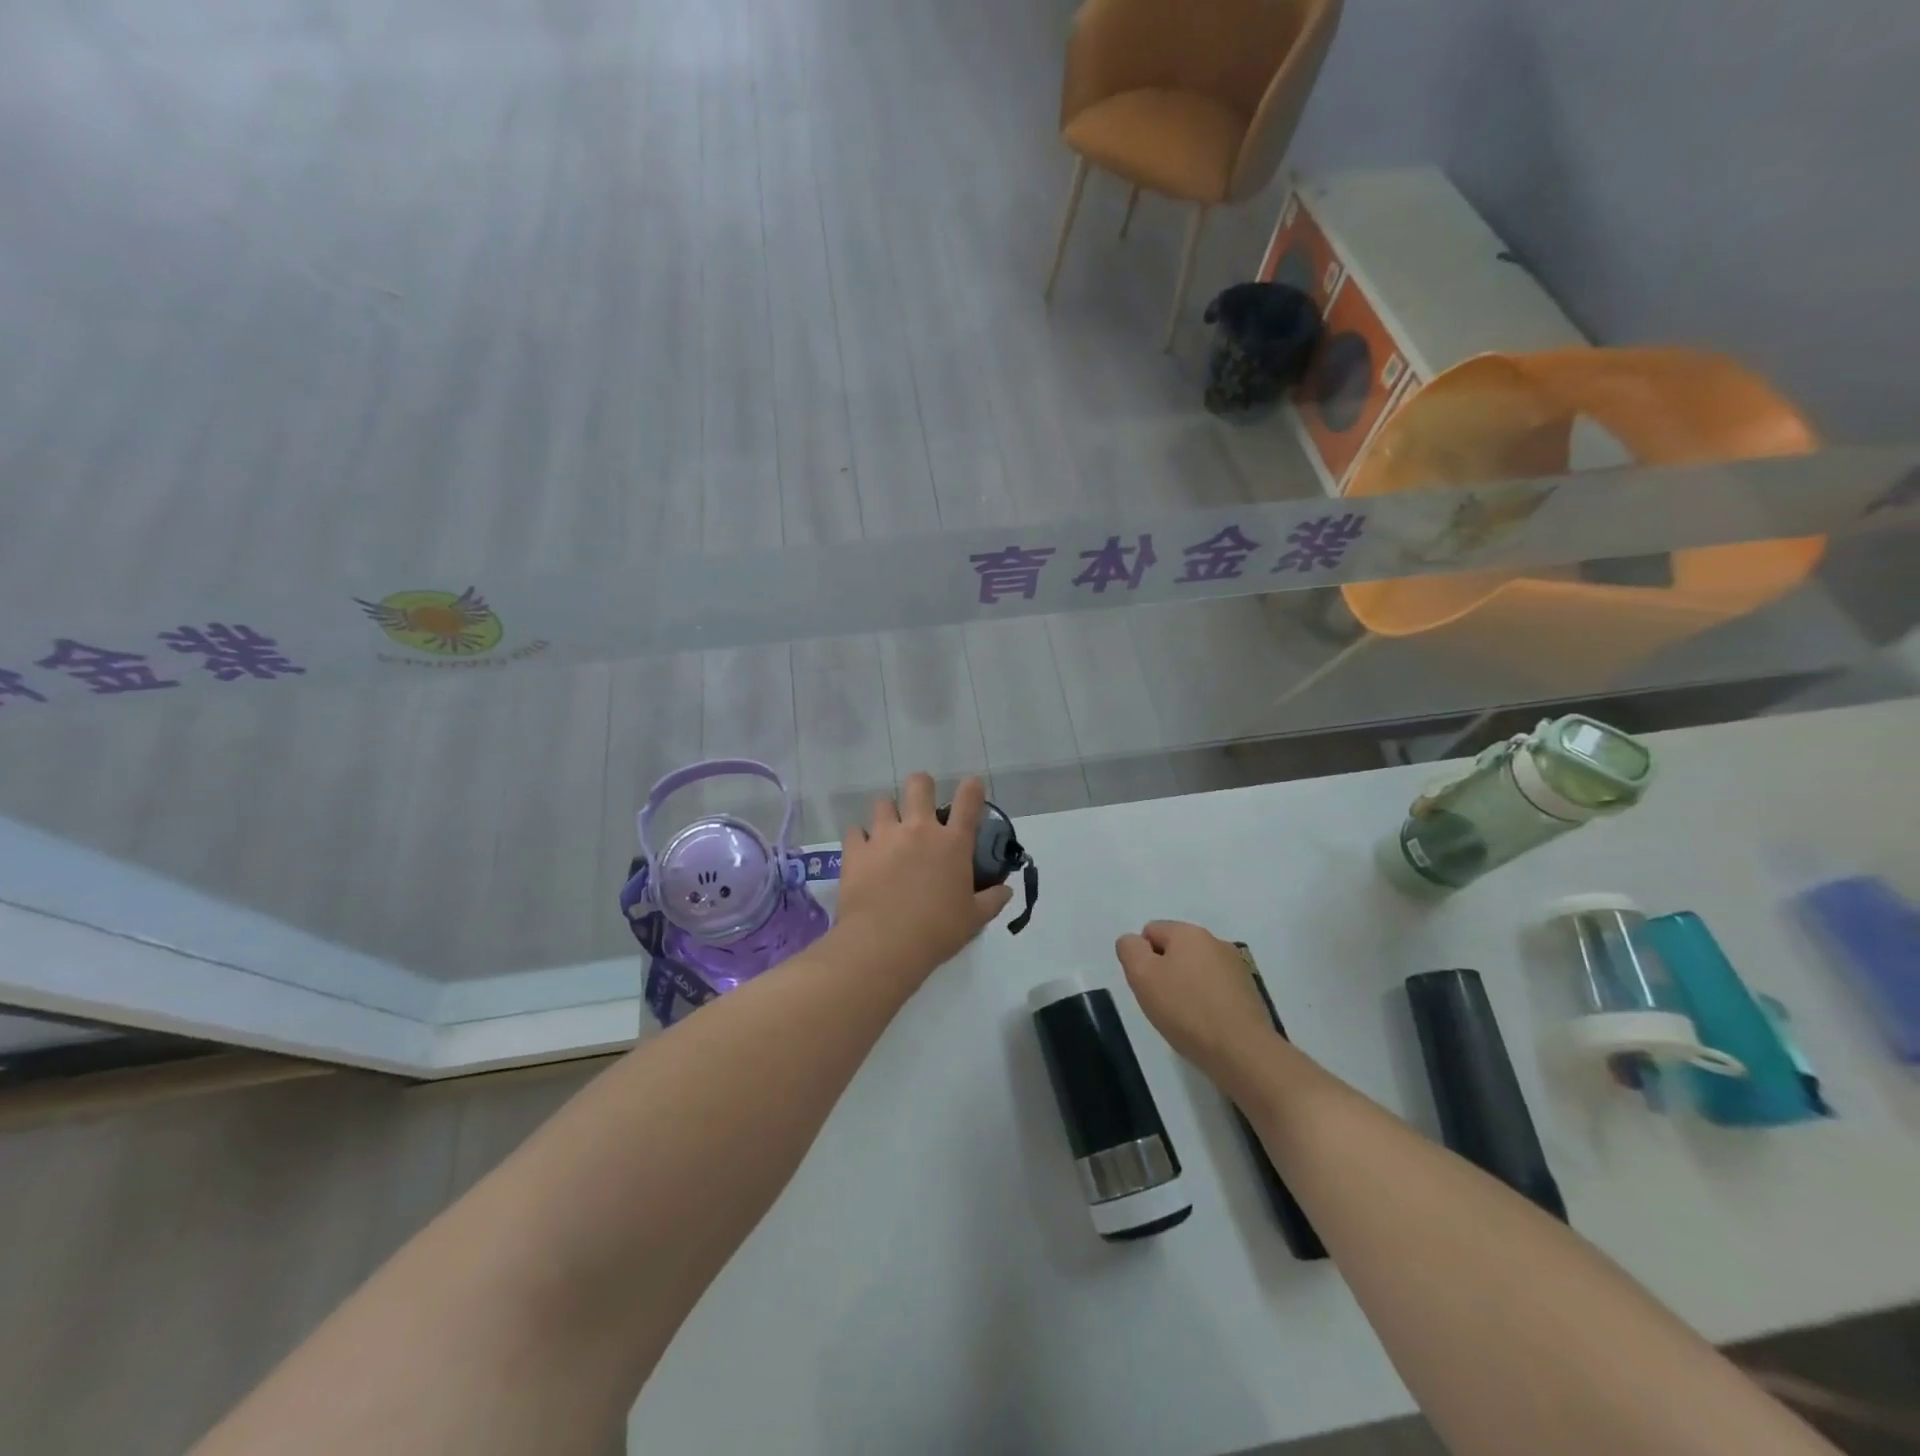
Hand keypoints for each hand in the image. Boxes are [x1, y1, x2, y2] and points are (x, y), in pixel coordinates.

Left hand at [836, 774, 1012, 983]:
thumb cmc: (936, 931)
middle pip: (919, 785)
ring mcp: (884, 836)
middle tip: (921, 803)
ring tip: (889, 831)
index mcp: (952, 843)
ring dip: (888, 813)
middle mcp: (918, 829)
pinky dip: (860, 838)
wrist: (884, 944)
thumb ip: (992, 900)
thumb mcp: (974, 919)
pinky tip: (863, 852)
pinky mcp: (856, 851)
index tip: (972, 786)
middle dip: (922, 786)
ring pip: (883, 803)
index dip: (972, 787)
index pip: (968, 801)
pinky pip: (855, 831)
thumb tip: (1006, 891)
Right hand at [1116, 921, 1277, 1087]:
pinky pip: (1215, 989)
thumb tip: (1134, 943)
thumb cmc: (1186, 1010)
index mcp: (1189, 932)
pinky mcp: (1249, 992)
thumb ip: (1130, 950)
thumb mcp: (1142, 976)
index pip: (1150, 931)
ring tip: (1186, 1018)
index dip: (1142, 958)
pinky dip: (1206, 1001)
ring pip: (1195, 970)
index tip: (1148, 986)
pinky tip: (1206, 1025)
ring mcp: (1236, 967)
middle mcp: (1215, 941)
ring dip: (1185, 986)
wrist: (1243, 1052)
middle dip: (1164, 972)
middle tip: (1162, 1003)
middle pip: (1174, 950)